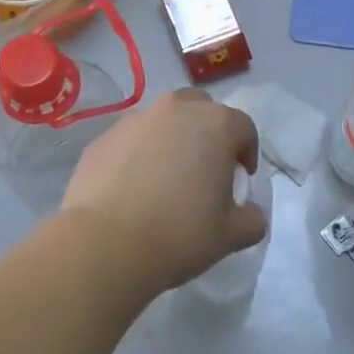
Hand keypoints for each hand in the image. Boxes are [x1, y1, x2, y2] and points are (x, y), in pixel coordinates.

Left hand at [61, 90, 266, 294]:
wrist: (105, 244)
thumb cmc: (180, 234)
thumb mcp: (232, 235)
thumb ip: (252, 218)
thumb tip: (248, 213)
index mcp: (215, 124)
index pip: (243, 128)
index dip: (246, 153)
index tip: (240, 179)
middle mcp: (175, 110)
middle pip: (201, 110)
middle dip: (207, 133)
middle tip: (204, 170)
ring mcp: (134, 120)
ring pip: (162, 122)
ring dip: (170, 141)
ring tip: (164, 179)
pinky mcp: (102, 138)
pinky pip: (130, 141)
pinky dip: (137, 155)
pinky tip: (132, 189)